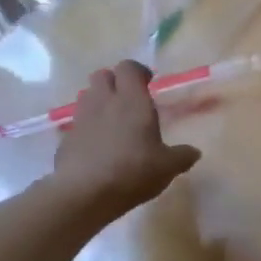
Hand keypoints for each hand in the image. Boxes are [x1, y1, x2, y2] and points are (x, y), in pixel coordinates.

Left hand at [50, 61, 201, 220]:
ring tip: (113, 122)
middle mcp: (104, 102)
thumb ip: (182, 156)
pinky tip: (98, 147)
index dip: (138, 72)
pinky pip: (78, 123)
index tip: (148, 83)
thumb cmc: (132, 171)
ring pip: (88, 96)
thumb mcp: (167, 167)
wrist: (83, 193)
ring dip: (99, 102)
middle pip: (102, 75)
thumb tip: (194, 152)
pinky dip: (88, 127)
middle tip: (129, 101)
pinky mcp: (66, 138)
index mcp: (132, 100)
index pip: (129, 67)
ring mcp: (82, 119)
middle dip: (114, 82)